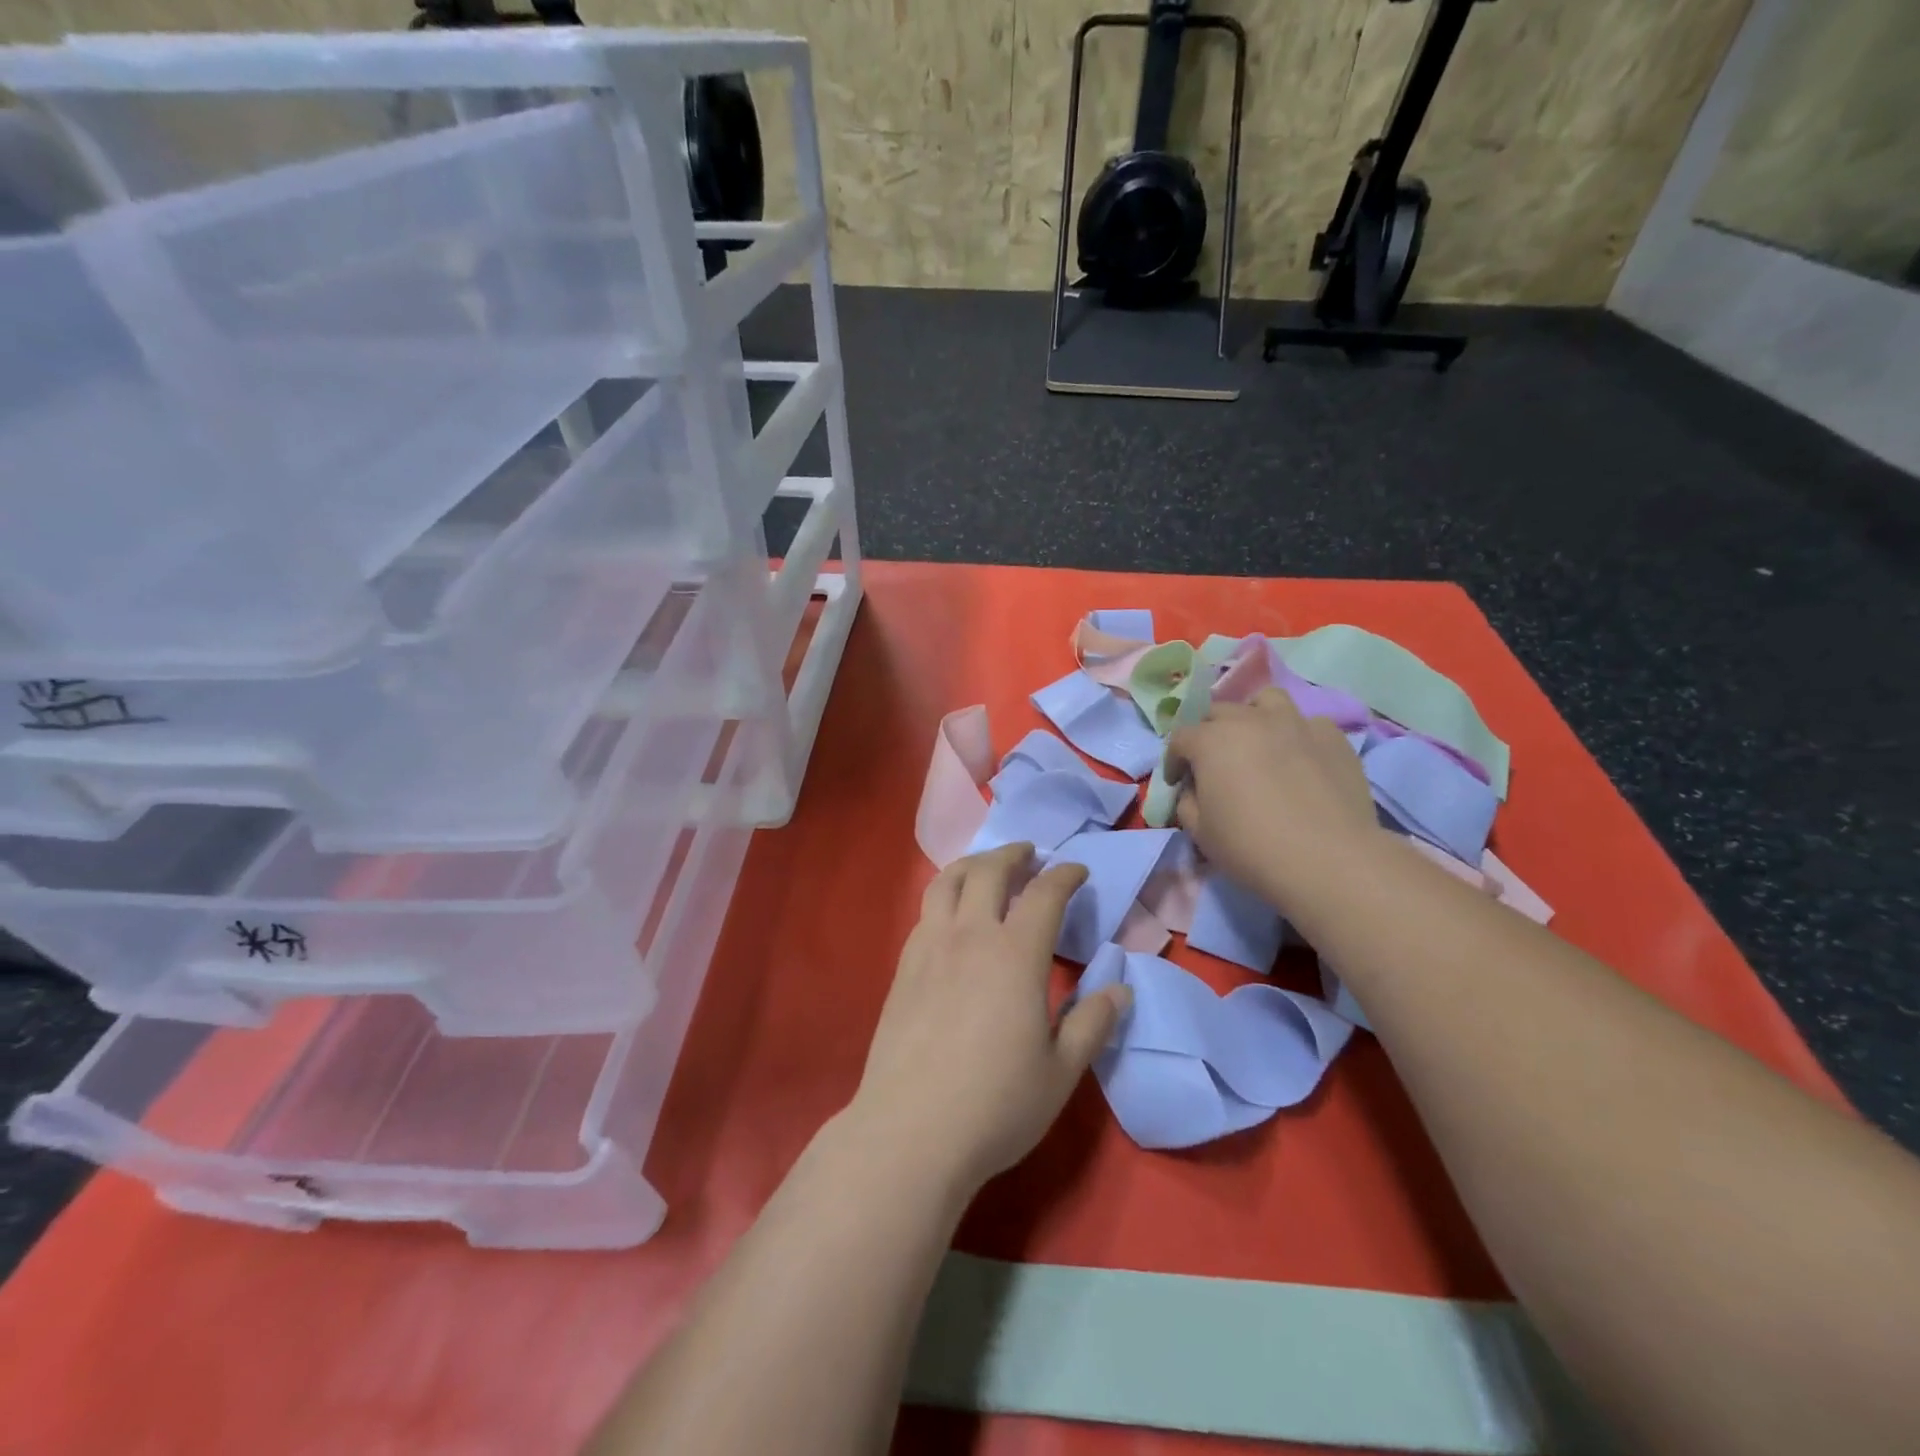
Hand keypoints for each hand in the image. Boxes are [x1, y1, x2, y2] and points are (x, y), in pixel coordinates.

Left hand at [847, 843, 1131, 1195]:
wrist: (911, 1131)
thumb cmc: (996, 1104)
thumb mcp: (1061, 1071)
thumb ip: (1092, 1024)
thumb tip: (1120, 989)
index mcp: (1015, 954)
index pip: (1044, 894)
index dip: (1065, 875)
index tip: (1078, 871)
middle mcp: (970, 936)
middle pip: (989, 871)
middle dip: (1014, 855)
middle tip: (1030, 855)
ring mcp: (929, 947)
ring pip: (947, 882)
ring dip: (973, 864)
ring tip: (986, 868)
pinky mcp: (903, 967)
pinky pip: (926, 911)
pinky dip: (945, 895)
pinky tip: (952, 916)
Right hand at [1164, 687, 1379, 909]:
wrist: (1328, 860)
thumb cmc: (1251, 847)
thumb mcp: (1199, 832)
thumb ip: (1187, 802)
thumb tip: (1194, 789)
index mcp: (1211, 741)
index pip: (1180, 738)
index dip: (1174, 760)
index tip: (1179, 782)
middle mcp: (1250, 720)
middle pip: (1219, 712)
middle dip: (1209, 734)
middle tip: (1215, 764)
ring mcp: (1295, 723)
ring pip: (1266, 701)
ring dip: (1254, 717)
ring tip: (1258, 743)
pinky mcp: (1332, 737)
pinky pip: (1308, 724)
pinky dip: (1297, 736)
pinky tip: (1300, 759)